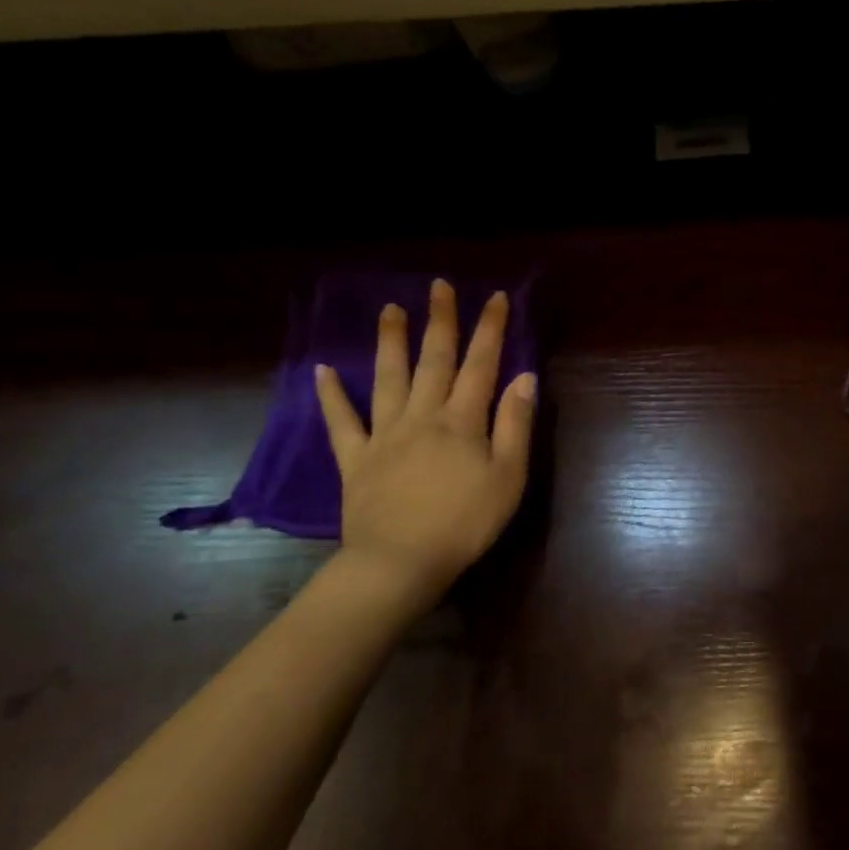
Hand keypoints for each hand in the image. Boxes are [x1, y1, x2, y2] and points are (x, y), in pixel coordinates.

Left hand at [314, 279, 536, 597]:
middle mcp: (423, 416)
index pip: (481, 364)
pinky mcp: (356, 459)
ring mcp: (385, 435)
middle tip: (439, 287)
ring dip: (391, 342)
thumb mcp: (509, 476)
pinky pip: (342, 422)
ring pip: (389, 379)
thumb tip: (525, 377)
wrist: (401, 562)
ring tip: (390, 309)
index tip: (495, 297)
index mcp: (462, 420)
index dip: (490, 329)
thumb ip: (515, 424)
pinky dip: (332, 395)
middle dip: (440, 321)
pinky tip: (323, 371)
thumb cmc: (466, 522)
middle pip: (434, 361)